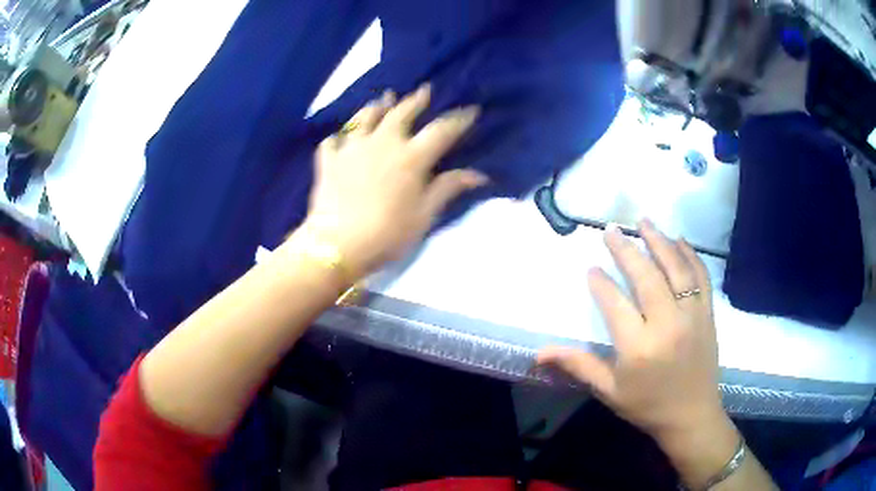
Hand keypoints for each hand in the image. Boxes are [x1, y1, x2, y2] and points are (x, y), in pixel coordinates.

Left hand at [301, 84, 485, 279]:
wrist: (337, 245)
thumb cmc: (387, 233)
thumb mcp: (424, 215)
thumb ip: (448, 188)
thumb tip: (478, 174)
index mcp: (410, 157)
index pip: (441, 130)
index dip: (458, 119)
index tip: (470, 110)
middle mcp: (382, 142)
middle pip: (401, 113)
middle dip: (415, 100)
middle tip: (423, 90)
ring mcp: (352, 148)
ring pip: (365, 118)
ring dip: (376, 107)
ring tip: (382, 99)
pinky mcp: (329, 160)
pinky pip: (333, 140)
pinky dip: (340, 136)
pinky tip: (341, 137)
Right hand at [539, 220, 724, 443]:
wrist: (692, 416)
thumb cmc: (647, 406)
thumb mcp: (609, 391)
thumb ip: (578, 365)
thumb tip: (539, 353)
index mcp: (639, 347)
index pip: (615, 303)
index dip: (601, 283)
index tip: (591, 268)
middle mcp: (667, 325)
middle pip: (646, 277)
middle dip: (627, 250)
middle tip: (611, 230)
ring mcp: (692, 316)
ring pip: (676, 269)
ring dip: (659, 242)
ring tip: (644, 221)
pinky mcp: (707, 314)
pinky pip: (701, 277)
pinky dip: (691, 255)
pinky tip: (680, 240)